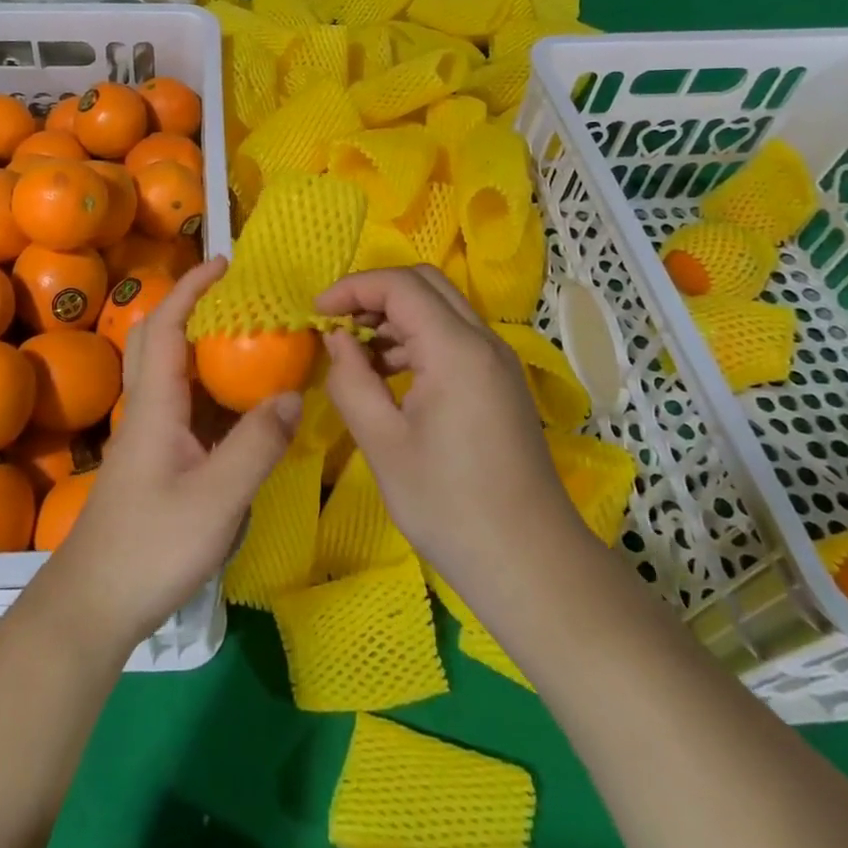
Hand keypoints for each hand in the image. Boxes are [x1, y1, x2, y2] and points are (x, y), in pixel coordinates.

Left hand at [46, 257, 301, 652]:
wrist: (94, 603)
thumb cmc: (151, 546)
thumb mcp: (217, 499)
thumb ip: (257, 445)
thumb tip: (295, 393)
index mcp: (155, 402)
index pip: (168, 323)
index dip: (193, 287)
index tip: (226, 263)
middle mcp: (146, 407)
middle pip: (159, 336)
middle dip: (191, 304)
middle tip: (236, 296)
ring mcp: (146, 433)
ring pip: (167, 368)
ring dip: (198, 341)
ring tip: (245, 338)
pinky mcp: (152, 457)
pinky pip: (179, 401)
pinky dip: (204, 382)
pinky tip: (236, 402)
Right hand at [316, 265, 591, 595]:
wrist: (531, 563)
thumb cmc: (449, 506)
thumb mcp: (383, 444)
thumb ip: (351, 381)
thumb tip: (336, 339)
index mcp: (456, 350)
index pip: (399, 285)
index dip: (352, 288)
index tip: (316, 313)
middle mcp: (483, 341)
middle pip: (424, 283)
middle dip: (374, 293)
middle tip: (337, 325)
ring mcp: (497, 361)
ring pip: (440, 308)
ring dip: (394, 316)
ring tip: (356, 355)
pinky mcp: (499, 382)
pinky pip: (453, 337)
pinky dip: (415, 339)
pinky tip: (389, 376)